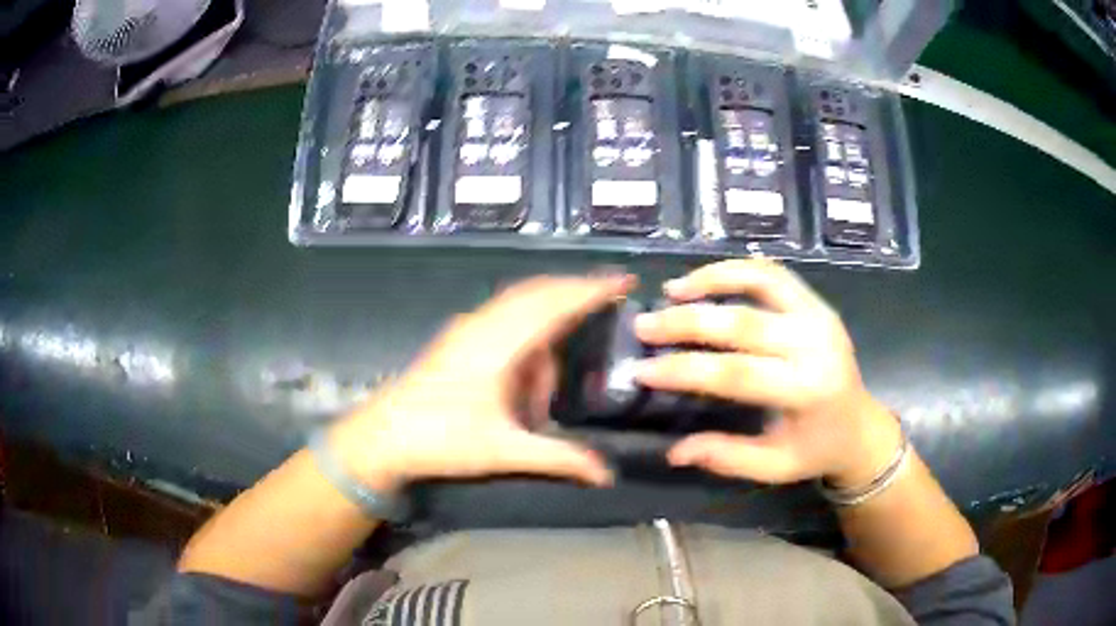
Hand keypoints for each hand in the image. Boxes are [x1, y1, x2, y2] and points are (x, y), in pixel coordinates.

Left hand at [329, 274, 634, 491]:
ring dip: (548, 319)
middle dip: (575, 292)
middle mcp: (484, 325)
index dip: (592, 289)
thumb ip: (559, 458)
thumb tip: (606, 474)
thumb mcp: (504, 451)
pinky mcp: (457, 339)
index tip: (624, 280)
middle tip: (609, 299)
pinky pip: (504, 318)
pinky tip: (531, 365)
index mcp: (499, 343)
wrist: (381, 437)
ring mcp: (467, 329)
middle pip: (538, 292)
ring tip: (565, 356)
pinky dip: (528, 328)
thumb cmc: (440, 439)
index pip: (555, 303)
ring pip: (519, 305)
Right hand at [633, 260, 901, 486]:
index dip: (685, 370)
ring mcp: (819, 316)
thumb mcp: (773, 466)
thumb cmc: (815, 449)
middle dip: (687, 322)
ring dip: (712, 280)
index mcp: (806, 390)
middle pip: (742, 323)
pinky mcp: (817, 303)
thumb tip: (674, 452)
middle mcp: (815, 344)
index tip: (642, 370)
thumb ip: (726, 457)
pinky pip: (774, 275)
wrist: (860, 425)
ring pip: (761, 280)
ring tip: (673, 290)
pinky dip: (737, 271)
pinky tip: (707, 279)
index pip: (735, 374)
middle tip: (645, 325)